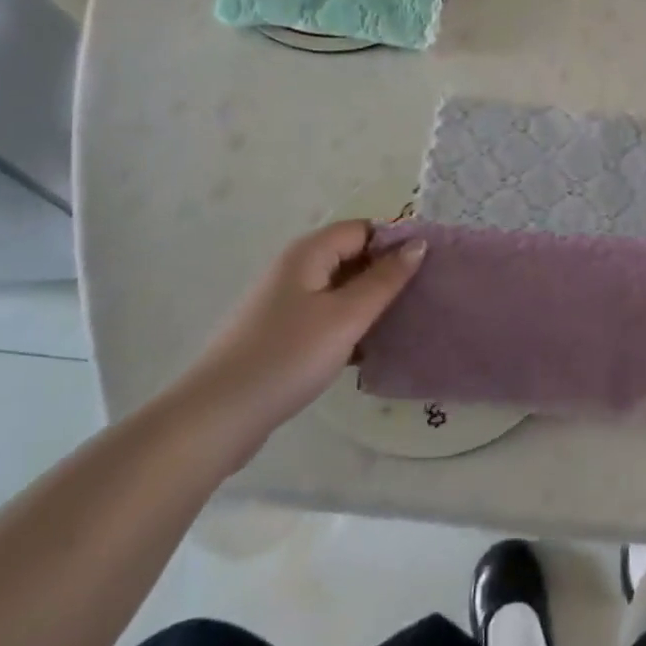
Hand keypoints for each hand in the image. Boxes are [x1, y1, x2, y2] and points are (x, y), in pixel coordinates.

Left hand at [176, 221, 425, 470]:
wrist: (217, 417)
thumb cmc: (287, 356)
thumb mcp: (346, 316)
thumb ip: (385, 279)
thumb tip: (418, 243)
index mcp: (309, 252)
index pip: (363, 229)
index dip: (395, 242)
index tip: (428, 268)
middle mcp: (295, 268)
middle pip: (351, 256)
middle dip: (385, 274)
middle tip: (421, 297)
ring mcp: (284, 302)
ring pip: (339, 290)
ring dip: (368, 304)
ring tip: (402, 324)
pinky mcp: (279, 334)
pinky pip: (324, 316)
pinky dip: (347, 326)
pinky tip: (367, 351)